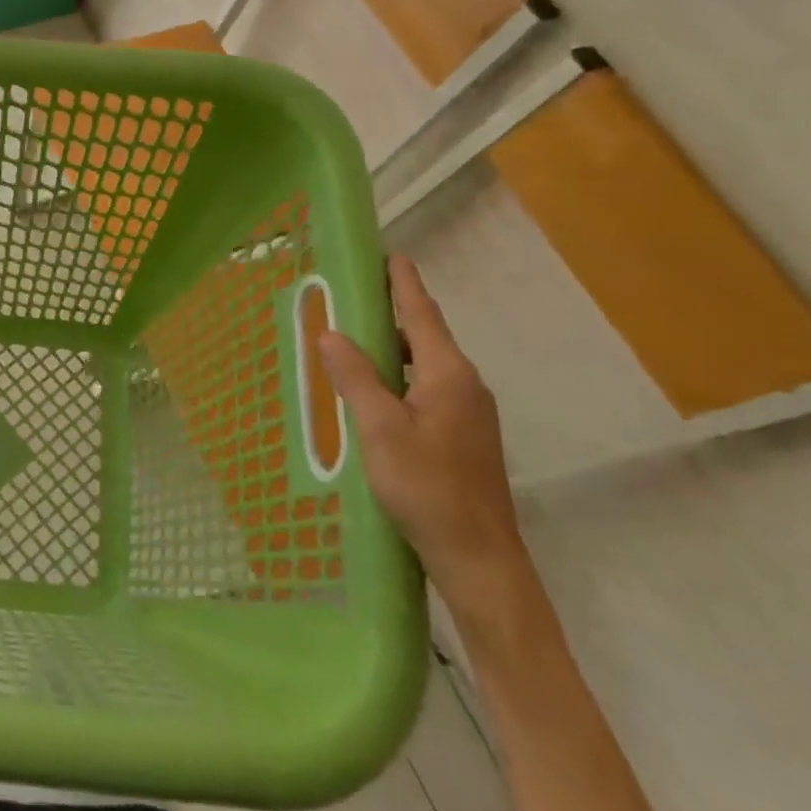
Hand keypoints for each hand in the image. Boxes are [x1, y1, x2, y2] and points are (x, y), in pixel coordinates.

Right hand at [318, 256, 529, 617]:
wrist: (478, 557)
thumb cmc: (427, 487)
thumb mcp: (380, 429)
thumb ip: (355, 378)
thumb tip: (331, 333)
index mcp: (449, 375)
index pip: (421, 314)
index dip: (403, 283)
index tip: (389, 254)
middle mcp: (464, 385)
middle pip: (423, 337)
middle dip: (388, 315)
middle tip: (348, 300)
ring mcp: (467, 413)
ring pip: (423, 366)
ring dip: (390, 351)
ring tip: (350, 345)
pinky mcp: (462, 437)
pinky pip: (425, 390)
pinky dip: (397, 379)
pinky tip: (372, 396)